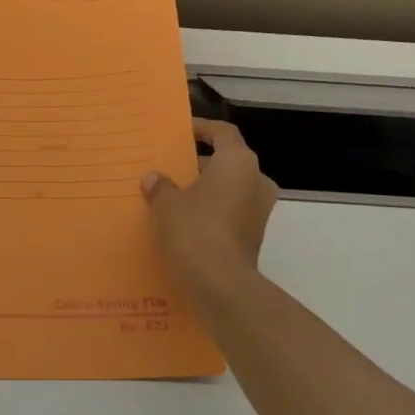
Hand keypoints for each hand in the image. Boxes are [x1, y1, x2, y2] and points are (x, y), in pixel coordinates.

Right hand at [141, 119, 277, 282]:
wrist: (220, 285)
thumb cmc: (194, 231)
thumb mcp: (166, 205)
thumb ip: (160, 187)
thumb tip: (155, 179)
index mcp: (238, 162)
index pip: (223, 133)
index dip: (203, 128)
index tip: (183, 131)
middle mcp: (256, 181)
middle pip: (228, 162)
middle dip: (202, 164)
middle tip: (173, 167)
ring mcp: (259, 211)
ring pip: (231, 189)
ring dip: (207, 190)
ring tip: (175, 196)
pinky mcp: (253, 237)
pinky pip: (230, 214)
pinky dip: (212, 213)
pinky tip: (185, 223)